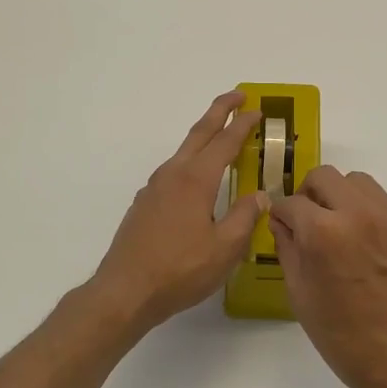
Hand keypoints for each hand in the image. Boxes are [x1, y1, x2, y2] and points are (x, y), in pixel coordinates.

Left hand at [90, 91, 268, 335]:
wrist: (125, 291)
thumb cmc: (180, 270)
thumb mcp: (225, 248)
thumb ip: (245, 217)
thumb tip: (260, 196)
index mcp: (196, 180)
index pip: (225, 142)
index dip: (243, 124)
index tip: (257, 110)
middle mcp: (173, 175)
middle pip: (199, 133)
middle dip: (219, 111)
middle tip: (238, 96)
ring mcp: (154, 188)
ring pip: (184, 152)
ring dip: (204, 137)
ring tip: (221, 136)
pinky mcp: (144, 204)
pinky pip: (173, 172)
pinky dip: (191, 162)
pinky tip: (197, 181)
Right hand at [270, 167, 386, 387]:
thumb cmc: (345, 338)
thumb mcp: (301, 295)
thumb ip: (288, 248)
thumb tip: (283, 221)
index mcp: (325, 232)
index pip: (292, 201)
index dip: (284, 215)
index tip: (286, 225)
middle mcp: (362, 213)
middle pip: (326, 177)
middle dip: (312, 195)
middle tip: (313, 221)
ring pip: (361, 185)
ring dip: (345, 200)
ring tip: (347, 233)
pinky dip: (377, 220)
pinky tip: (378, 253)